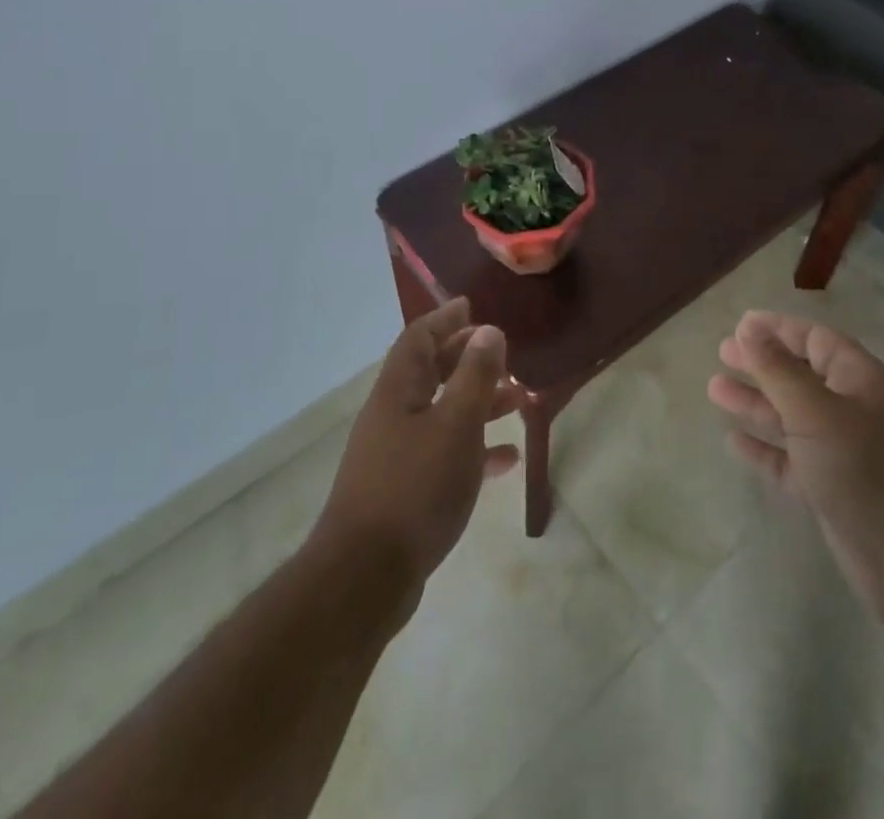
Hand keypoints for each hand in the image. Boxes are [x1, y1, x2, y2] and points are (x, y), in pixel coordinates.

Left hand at [311, 299, 520, 600]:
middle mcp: (393, 415)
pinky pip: (444, 454)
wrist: (365, 577)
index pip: (418, 338)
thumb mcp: (455, 424)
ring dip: (477, 403)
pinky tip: (506, 459)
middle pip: (431, 372)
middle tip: (503, 354)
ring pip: (442, 412)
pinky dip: (474, 449)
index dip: (445, 318)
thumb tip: (488, 330)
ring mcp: (396, 454)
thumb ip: (476, 375)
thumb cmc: (415, 488)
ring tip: (517, 402)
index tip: (471, 305)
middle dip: (467, 359)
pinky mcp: (405, 490)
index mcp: (398, 390)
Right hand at [707, 310, 883, 629]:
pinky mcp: (831, 491)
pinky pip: (790, 460)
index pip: (815, 340)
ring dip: (756, 403)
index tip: (739, 325)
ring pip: (791, 417)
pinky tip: (734, 441)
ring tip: (714, 389)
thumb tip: (748, 329)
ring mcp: (842, 452)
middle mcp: (852, 410)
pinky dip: (764, 449)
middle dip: (762, 363)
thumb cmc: (868, 469)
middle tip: (722, 353)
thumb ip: (778, 370)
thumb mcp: (817, 412)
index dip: (778, 330)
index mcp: (859, 380)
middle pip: (800, 376)